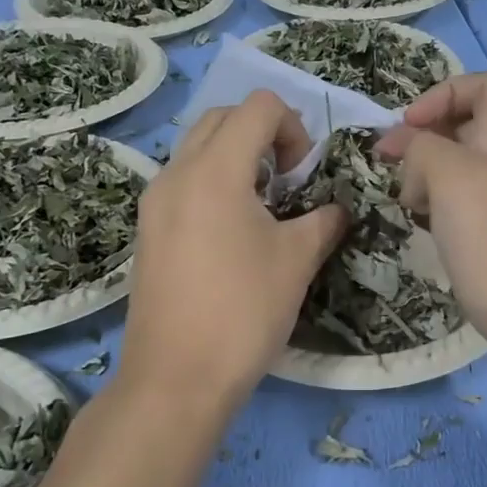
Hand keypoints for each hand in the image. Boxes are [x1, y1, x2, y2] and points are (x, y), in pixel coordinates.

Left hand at [119, 92, 345, 412]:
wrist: (176, 379)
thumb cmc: (243, 312)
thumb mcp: (297, 261)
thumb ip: (325, 220)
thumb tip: (338, 207)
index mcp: (214, 171)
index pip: (257, 106)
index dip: (293, 126)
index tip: (303, 174)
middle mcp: (176, 173)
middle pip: (223, 118)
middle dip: (263, 134)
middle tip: (287, 180)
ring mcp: (155, 202)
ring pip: (198, 148)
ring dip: (237, 157)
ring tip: (263, 206)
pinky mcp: (148, 230)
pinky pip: (183, 180)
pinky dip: (214, 182)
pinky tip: (234, 231)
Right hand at [375, 73, 486, 358]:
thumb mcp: (452, 178)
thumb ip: (424, 148)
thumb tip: (407, 149)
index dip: (444, 93)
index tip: (408, 125)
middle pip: (470, 128)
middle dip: (427, 139)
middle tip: (394, 169)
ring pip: (466, 170)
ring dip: (431, 177)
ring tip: (409, 205)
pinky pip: (471, 206)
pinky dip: (445, 208)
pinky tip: (431, 232)